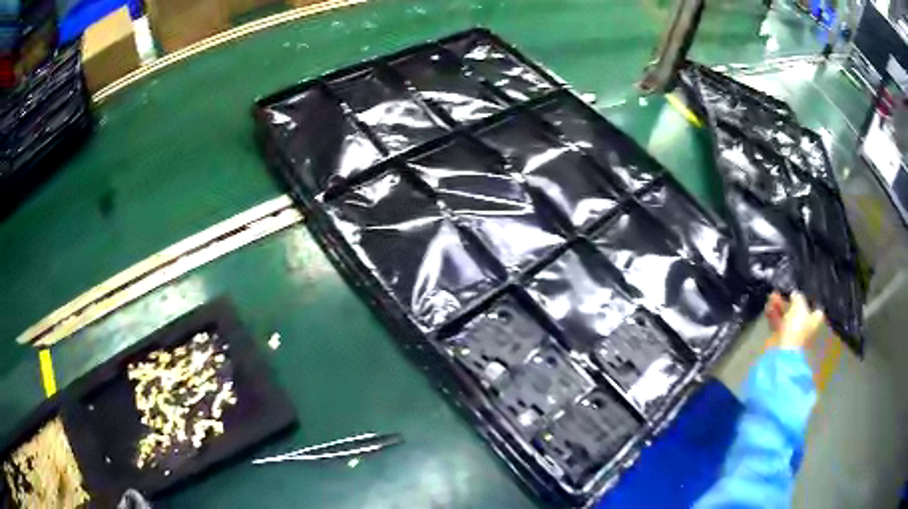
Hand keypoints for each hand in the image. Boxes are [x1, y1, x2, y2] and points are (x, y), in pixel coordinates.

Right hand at [765, 292, 824, 349]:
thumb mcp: (799, 305)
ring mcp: (792, 333)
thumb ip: (798, 297)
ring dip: (779, 305)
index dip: (808, 299)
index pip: (815, 308)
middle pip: (797, 310)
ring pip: (786, 315)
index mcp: (814, 320)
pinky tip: (768, 307)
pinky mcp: (779, 337)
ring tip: (772, 296)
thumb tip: (795, 294)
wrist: (782, 352)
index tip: (800, 291)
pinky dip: (773, 314)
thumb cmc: (797, 328)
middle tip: (782, 290)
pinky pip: (777, 322)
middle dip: (789, 300)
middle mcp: (805, 327)